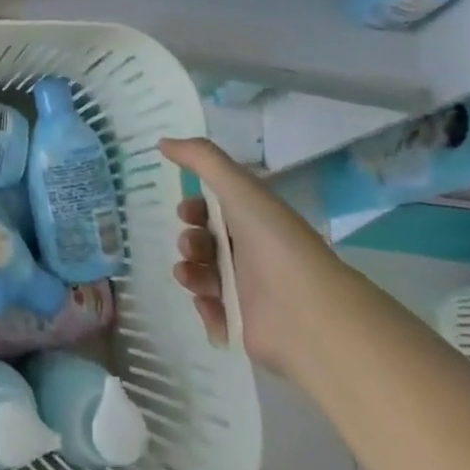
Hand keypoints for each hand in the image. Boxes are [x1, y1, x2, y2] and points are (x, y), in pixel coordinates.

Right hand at [158, 137, 356, 378]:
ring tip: (191, 275)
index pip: (217, 211)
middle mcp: (252, 254)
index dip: (194, 208)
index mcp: (255, 222)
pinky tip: (207, 302)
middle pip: (206, 243)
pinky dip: (204, 306)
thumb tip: (162, 142)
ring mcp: (250, 293)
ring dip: (189, 272)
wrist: (307, 313)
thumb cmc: (273, 242)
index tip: (184, 212)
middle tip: (191, 247)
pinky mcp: (245, 327)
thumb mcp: (239, 187)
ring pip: (204, 276)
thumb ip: (200, 158)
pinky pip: (211, 312)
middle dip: (189, 241)